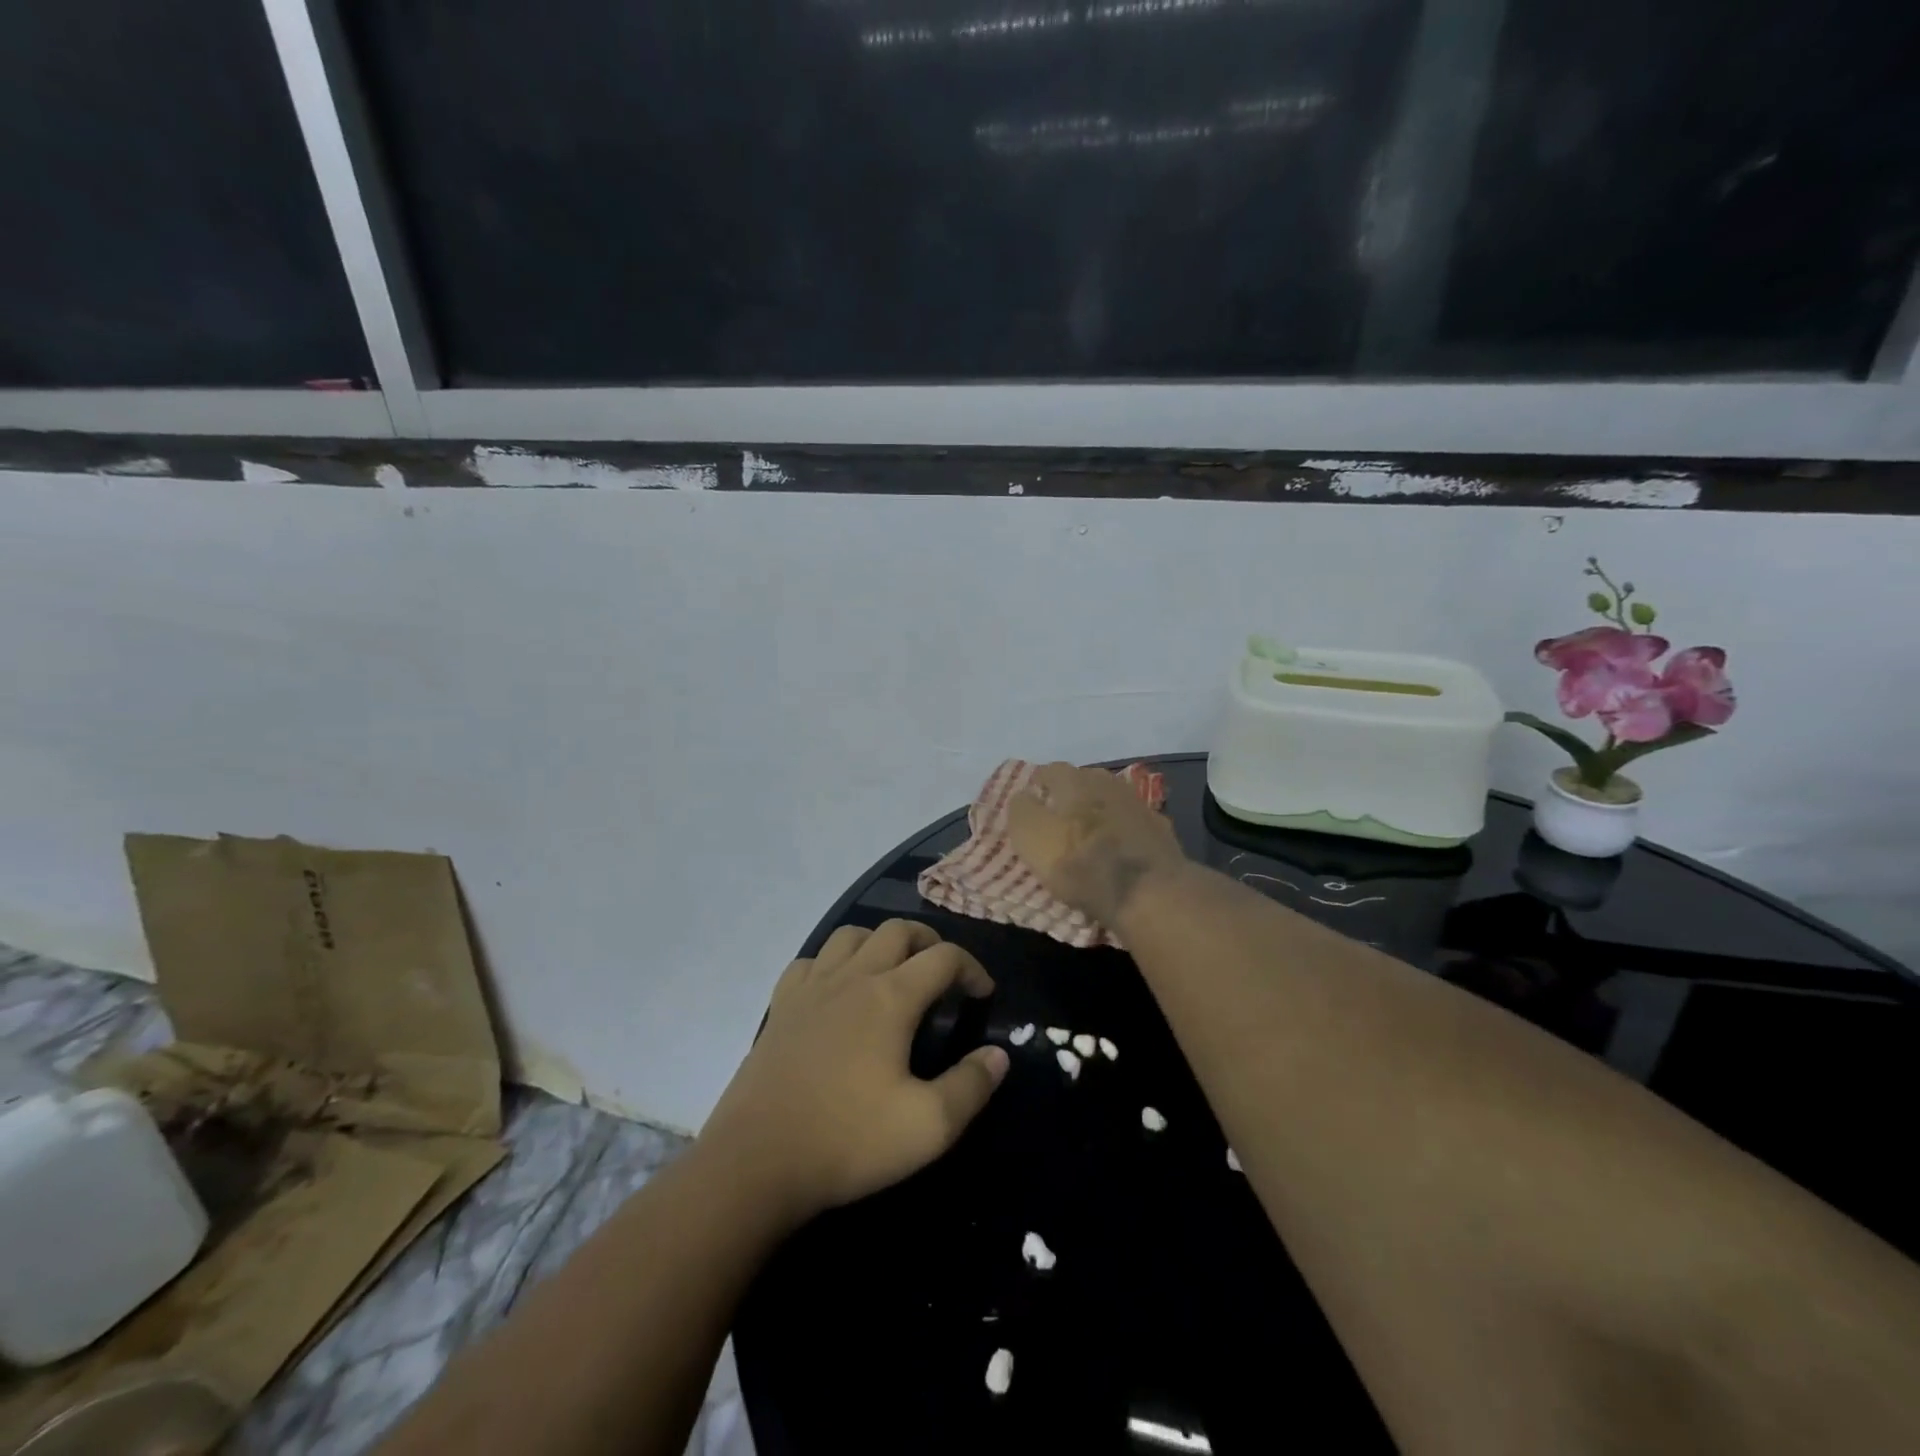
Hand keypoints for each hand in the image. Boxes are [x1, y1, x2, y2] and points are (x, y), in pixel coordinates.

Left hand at [700, 920, 1008, 1223]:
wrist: (756, 1162)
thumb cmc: (848, 1139)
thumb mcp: (928, 1126)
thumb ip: (971, 1086)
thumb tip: (998, 1054)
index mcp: (891, 997)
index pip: (943, 957)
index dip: (971, 967)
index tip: (983, 994)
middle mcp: (853, 977)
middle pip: (898, 930)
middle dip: (929, 942)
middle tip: (943, 974)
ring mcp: (811, 987)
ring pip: (851, 934)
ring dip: (880, 942)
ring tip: (893, 972)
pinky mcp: (780, 1005)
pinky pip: (811, 961)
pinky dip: (833, 962)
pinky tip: (837, 990)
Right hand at [1006, 761, 1188, 925]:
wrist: (1151, 893)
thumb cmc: (1082, 864)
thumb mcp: (1033, 838)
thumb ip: (1022, 811)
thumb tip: (1023, 796)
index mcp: (1074, 780)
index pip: (1049, 770)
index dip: (1036, 786)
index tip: (1030, 805)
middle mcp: (1107, 782)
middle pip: (1081, 781)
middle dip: (1068, 796)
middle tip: (1056, 820)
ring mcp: (1138, 803)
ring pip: (1108, 800)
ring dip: (1097, 812)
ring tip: (1087, 835)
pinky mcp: (1160, 828)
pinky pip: (1131, 822)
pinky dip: (1121, 831)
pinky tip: (1118, 848)